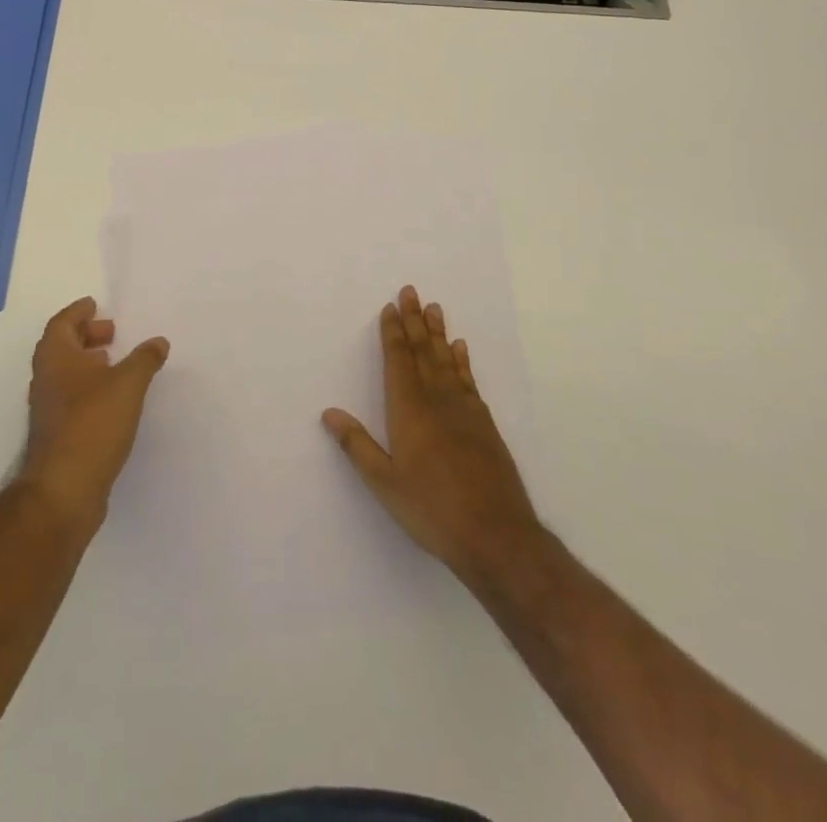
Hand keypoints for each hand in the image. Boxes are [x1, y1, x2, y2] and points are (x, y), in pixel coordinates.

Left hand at [21, 296, 169, 529]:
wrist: (64, 490)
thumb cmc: (93, 423)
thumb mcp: (128, 384)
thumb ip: (144, 359)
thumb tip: (158, 341)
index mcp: (56, 358)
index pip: (61, 323)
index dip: (78, 312)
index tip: (95, 305)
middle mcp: (46, 379)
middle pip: (61, 346)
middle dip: (85, 335)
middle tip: (112, 332)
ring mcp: (48, 409)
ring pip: (66, 374)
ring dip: (88, 362)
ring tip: (115, 362)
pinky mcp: (57, 434)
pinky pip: (72, 397)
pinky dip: (90, 387)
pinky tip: (113, 398)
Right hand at [323, 285, 541, 586]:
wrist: (497, 535)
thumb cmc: (432, 509)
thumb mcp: (384, 483)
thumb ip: (357, 445)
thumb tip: (329, 412)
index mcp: (409, 410)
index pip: (398, 361)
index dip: (393, 333)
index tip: (390, 307)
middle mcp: (437, 400)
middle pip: (423, 351)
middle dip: (414, 321)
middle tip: (411, 291)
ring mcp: (465, 410)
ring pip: (447, 360)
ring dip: (438, 333)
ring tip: (435, 308)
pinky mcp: (485, 425)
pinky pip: (469, 380)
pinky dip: (462, 361)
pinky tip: (461, 349)